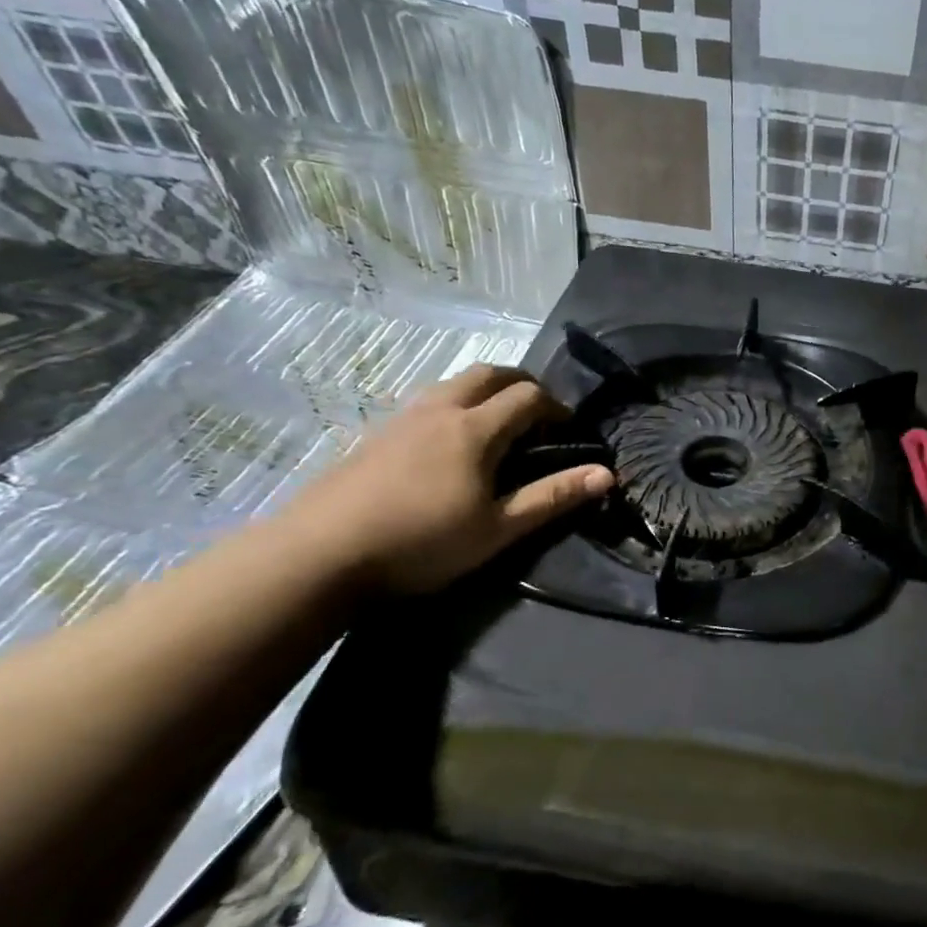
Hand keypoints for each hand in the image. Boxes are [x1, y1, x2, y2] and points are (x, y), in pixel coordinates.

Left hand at [281, 365, 611, 592]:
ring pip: (453, 383)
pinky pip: (427, 401)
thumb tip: (606, 474)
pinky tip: (448, 443)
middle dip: (522, 383)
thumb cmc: (422, 542)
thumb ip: (553, 497)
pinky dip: (454, 404)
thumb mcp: (498, 528)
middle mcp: (440, 410)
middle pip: (488, 373)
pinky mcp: (375, 434)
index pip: (528, 396)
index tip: (570, 429)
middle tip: (539, 412)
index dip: (556, 406)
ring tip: (498, 423)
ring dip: (485, 390)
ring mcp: (402, 418)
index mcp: (475, 429)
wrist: (320, 553)